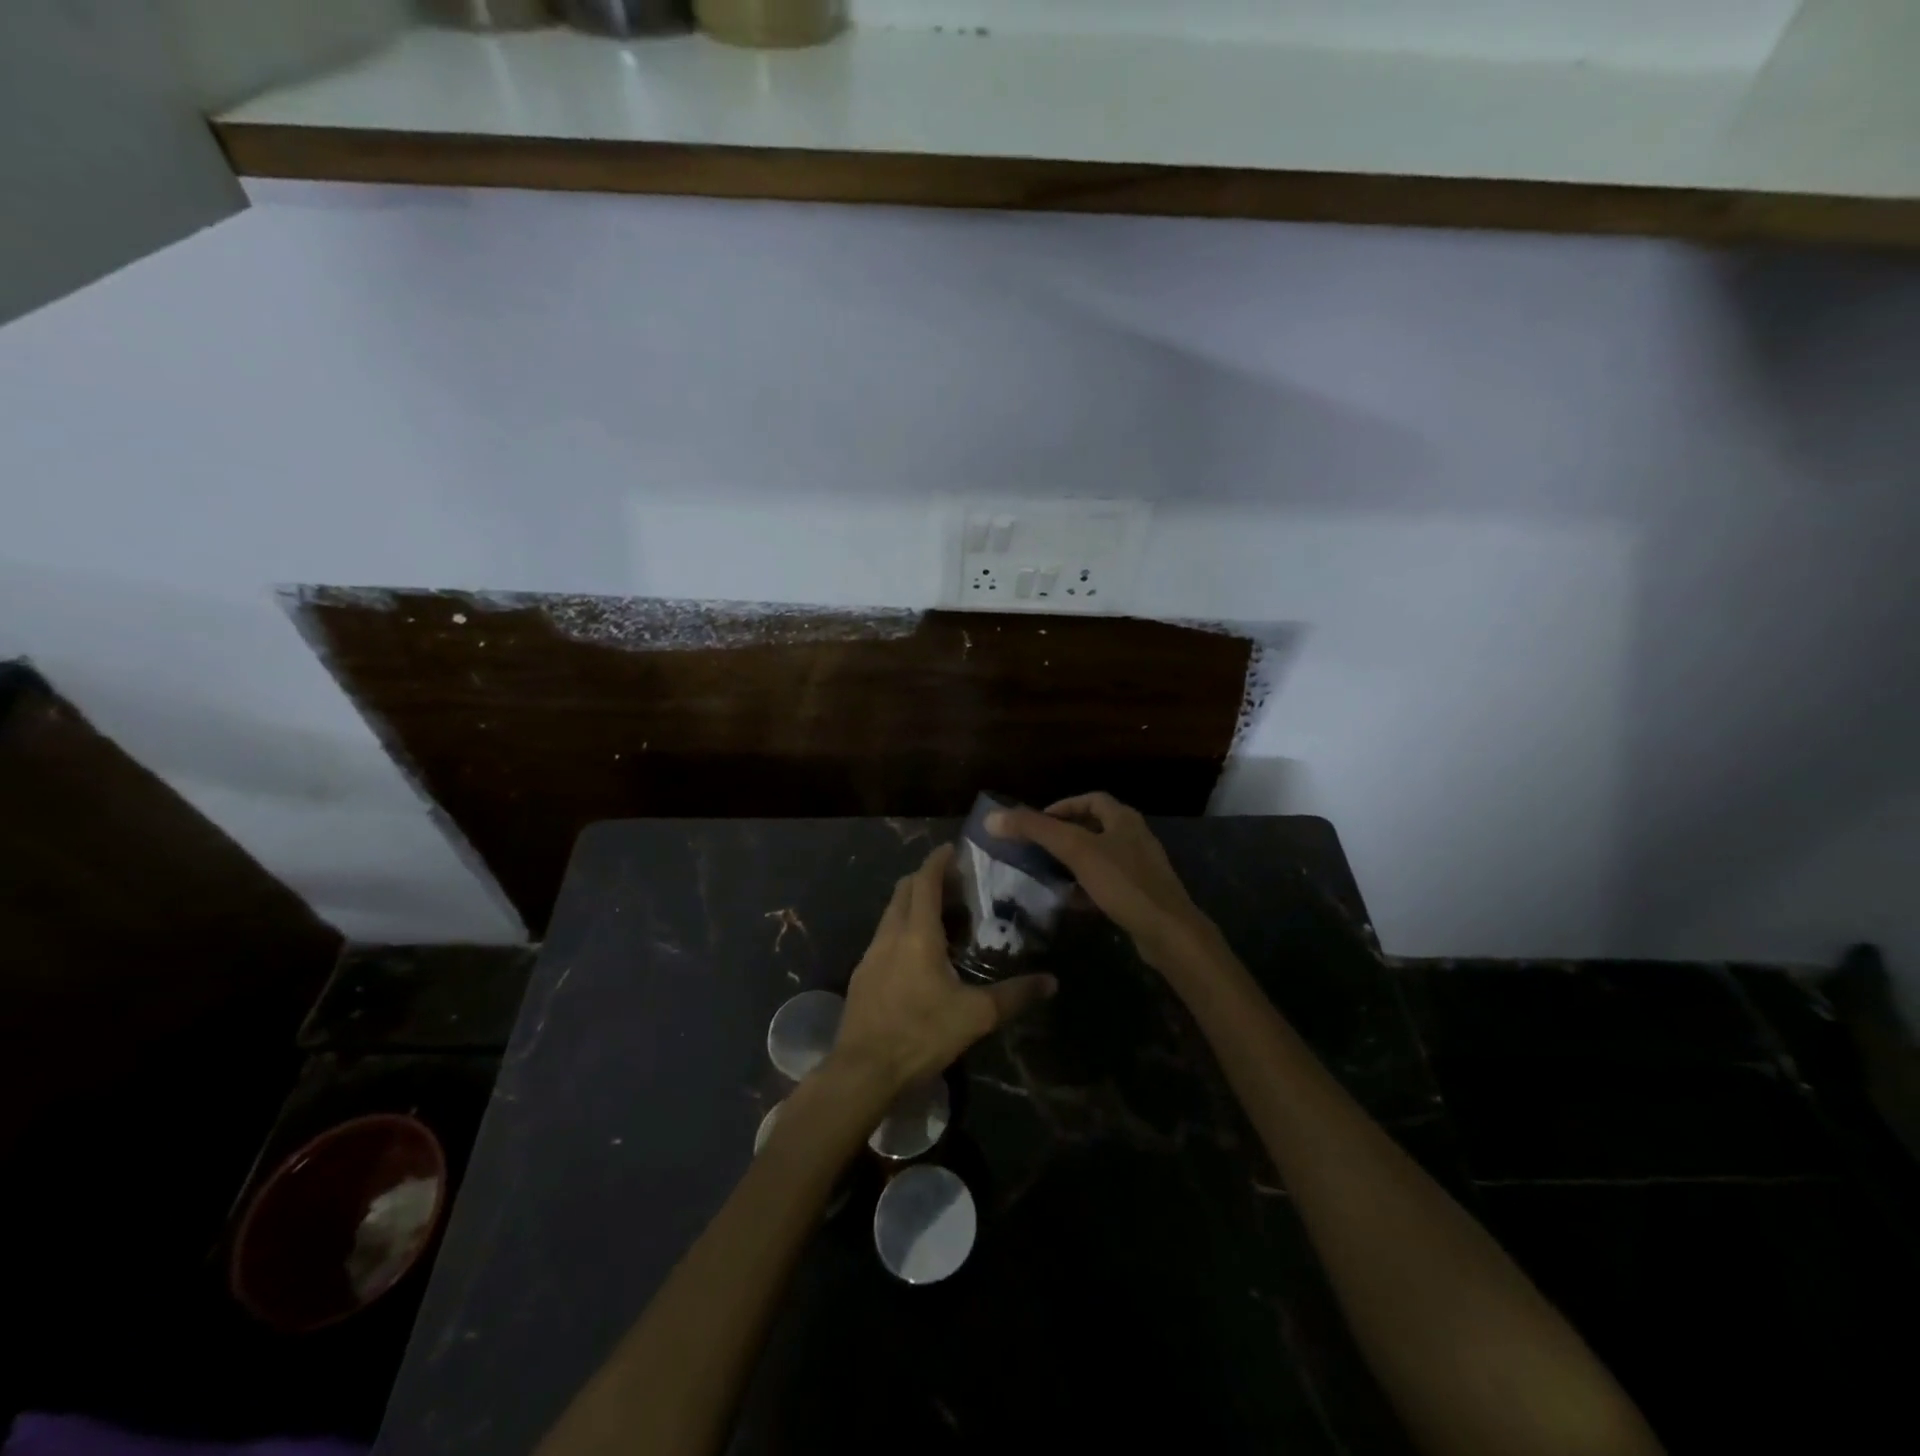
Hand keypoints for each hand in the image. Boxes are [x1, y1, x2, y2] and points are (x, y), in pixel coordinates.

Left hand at [831, 844, 1055, 1092]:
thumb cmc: (920, 1034)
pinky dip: (901, 930)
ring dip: (912, 905)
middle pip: (904, 890)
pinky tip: (917, 956)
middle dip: (925, 878)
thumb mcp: (975, 1016)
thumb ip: (1014, 996)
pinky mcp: (861, 976)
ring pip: (891, 914)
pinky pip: (883, 938)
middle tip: (953, 883)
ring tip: (940, 917)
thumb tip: (1052, 981)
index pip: (924, 881)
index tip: (952, 849)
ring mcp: (870, 955)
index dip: (937, 861)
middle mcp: (890, 935)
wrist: (862, 1071)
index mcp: (917, 934)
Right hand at [987, 792, 1216, 972]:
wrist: (1169, 932)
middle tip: (1036, 848)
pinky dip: (1086, 887)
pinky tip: (1070, 901)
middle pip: (1094, 827)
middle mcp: (1134, 837)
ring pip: (1099, 857)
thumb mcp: (1076, 851)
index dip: (1062, 806)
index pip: (1090, 800)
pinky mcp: (1140, 895)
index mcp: (1123, 819)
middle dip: (1064, 836)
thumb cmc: (1123, 882)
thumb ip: (1035, 830)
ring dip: (1073, 863)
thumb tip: (991, 817)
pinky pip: (1107, 883)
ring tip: (1046, 873)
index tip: (1037, 822)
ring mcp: (1140, 868)